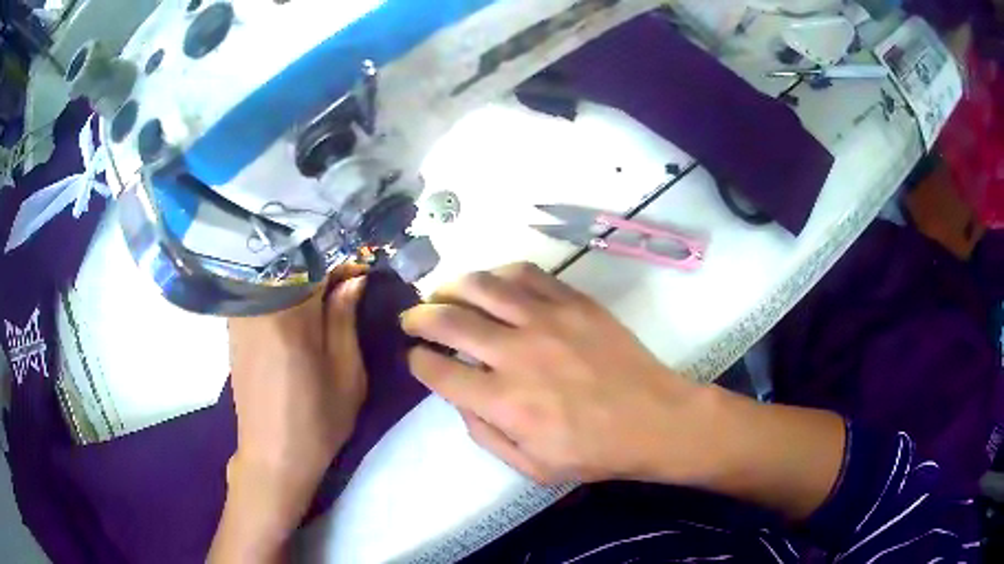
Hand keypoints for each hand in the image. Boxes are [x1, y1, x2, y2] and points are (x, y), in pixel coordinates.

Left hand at [210, 265, 368, 561]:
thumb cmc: (317, 421)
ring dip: (301, 278)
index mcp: (289, 315)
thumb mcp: (347, 374)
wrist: (272, 457)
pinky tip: (298, 309)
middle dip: (321, 267)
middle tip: (348, 284)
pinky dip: (281, 292)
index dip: (342, 263)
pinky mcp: (234, 330)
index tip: (363, 272)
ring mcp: (241, 317)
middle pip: (290, 265)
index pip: (315, 265)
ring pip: (273, 277)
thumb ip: (345, 319)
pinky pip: (260, 294)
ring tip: (325, 295)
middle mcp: (258, 306)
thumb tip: (353, 278)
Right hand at [401, 263, 713, 484]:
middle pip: (448, 320)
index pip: (438, 370)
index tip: (414, 357)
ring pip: (481, 286)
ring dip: (451, 287)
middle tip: (412, 318)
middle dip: (418, 316)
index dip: (417, 361)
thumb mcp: (532, 467)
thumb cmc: (594, 452)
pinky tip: (491, 283)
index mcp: (504, 402)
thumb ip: (485, 435)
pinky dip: (498, 274)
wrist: (655, 419)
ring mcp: (547, 320)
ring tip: (443, 293)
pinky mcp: (573, 302)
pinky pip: (525, 274)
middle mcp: (517, 354)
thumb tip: (457, 398)